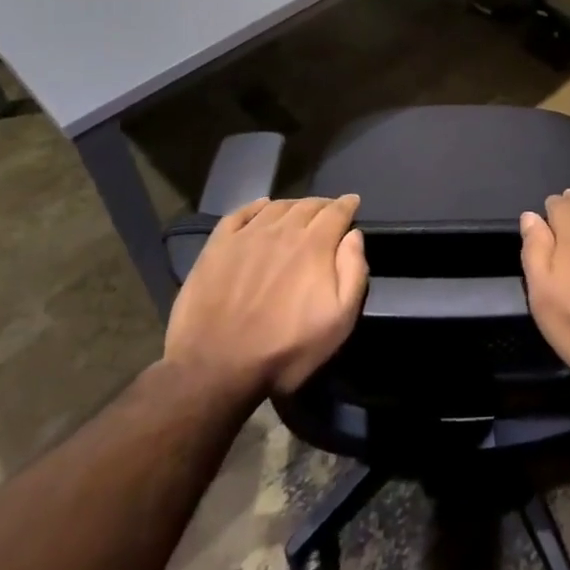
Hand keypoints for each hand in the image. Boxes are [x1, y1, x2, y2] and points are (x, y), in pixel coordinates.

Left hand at [164, 195, 367, 397]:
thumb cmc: (285, 349)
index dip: (347, 204)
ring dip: (293, 205)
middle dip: (322, 205)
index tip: (353, 202)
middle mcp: (282, 230)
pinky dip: (255, 206)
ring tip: (298, 211)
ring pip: (276, 206)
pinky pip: (240, 213)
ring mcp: (246, 236)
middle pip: (307, 205)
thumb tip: (354, 236)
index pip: (336, 212)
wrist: (215, 367)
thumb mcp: (339, 320)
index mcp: (314, 245)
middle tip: (328, 211)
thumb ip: (353, 272)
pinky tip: (261, 207)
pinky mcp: (217, 246)